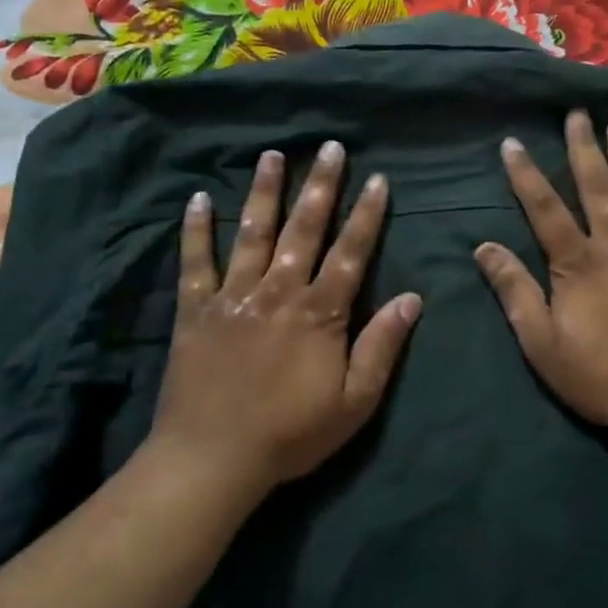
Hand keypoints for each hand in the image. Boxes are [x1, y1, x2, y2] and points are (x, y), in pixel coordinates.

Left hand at [147, 141, 420, 497]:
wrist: (212, 459)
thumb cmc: (291, 434)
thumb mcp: (355, 402)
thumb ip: (383, 346)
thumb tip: (413, 298)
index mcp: (320, 312)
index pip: (351, 252)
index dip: (366, 214)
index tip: (376, 179)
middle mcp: (279, 291)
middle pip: (305, 229)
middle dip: (320, 186)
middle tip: (329, 147)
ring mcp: (234, 296)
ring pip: (253, 233)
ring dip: (265, 192)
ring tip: (273, 155)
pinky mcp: (195, 310)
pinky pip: (195, 262)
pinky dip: (196, 230)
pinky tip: (198, 199)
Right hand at [475, 111, 607, 428]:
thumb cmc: (595, 374)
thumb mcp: (539, 341)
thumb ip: (514, 290)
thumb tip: (484, 247)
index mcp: (578, 263)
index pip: (545, 209)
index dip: (526, 175)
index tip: (513, 142)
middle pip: (598, 188)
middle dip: (584, 149)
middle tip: (579, 114)